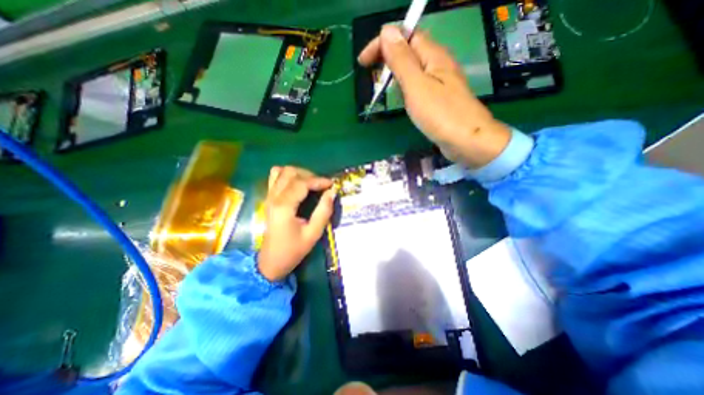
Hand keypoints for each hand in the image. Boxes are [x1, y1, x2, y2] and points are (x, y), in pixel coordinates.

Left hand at [258, 165, 335, 280]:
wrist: (271, 261)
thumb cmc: (293, 250)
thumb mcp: (313, 233)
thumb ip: (324, 211)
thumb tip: (332, 192)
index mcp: (284, 206)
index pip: (302, 183)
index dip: (319, 181)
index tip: (332, 184)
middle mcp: (274, 197)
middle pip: (291, 173)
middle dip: (310, 175)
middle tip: (322, 186)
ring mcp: (269, 196)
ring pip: (282, 171)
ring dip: (298, 173)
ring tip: (310, 183)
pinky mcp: (268, 198)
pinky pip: (275, 177)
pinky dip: (287, 175)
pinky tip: (297, 184)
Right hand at [359, 25, 508, 168]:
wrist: (467, 141)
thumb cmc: (440, 114)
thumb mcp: (417, 85)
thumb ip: (402, 60)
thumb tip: (387, 31)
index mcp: (433, 55)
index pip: (405, 35)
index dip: (383, 43)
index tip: (363, 62)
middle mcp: (438, 64)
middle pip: (410, 50)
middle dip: (388, 57)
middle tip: (372, 75)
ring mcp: (441, 83)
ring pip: (414, 69)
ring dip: (396, 72)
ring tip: (382, 85)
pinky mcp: (440, 99)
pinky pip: (419, 84)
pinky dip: (406, 86)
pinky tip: (402, 97)